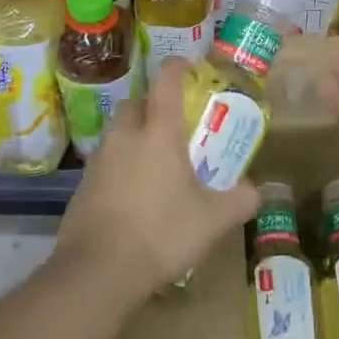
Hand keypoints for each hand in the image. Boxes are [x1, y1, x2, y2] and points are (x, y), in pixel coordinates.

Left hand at [55, 58, 259, 298]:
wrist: (97, 271)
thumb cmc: (161, 233)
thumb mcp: (213, 220)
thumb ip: (239, 200)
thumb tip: (255, 190)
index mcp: (158, 132)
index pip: (167, 81)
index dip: (179, 67)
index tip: (190, 67)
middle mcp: (125, 136)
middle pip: (136, 103)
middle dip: (154, 105)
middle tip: (174, 125)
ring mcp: (99, 160)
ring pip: (118, 132)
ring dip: (135, 136)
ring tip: (155, 161)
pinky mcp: (82, 185)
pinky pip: (105, 161)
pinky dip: (120, 165)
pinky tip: (134, 193)